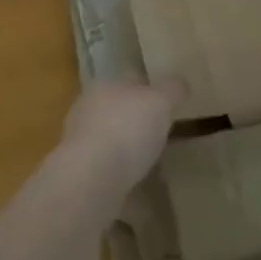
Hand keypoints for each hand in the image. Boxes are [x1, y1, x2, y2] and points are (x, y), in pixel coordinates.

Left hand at [60, 80, 184, 189]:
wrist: (91, 177)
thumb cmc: (127, 128)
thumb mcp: (160, 102)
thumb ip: (171, 90)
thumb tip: (180, 84)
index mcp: (104, 85)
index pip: (129, 79)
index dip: (148, 87)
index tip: (165, 99)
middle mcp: (87, 109)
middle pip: (117, 108)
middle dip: (135, 117)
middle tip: (160, 130)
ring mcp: (80, 142)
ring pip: (108, 136)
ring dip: (125, 144)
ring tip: (149, 158)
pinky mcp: (81, 172)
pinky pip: (105, 165)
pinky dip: (119, 169)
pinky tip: (134, 180)